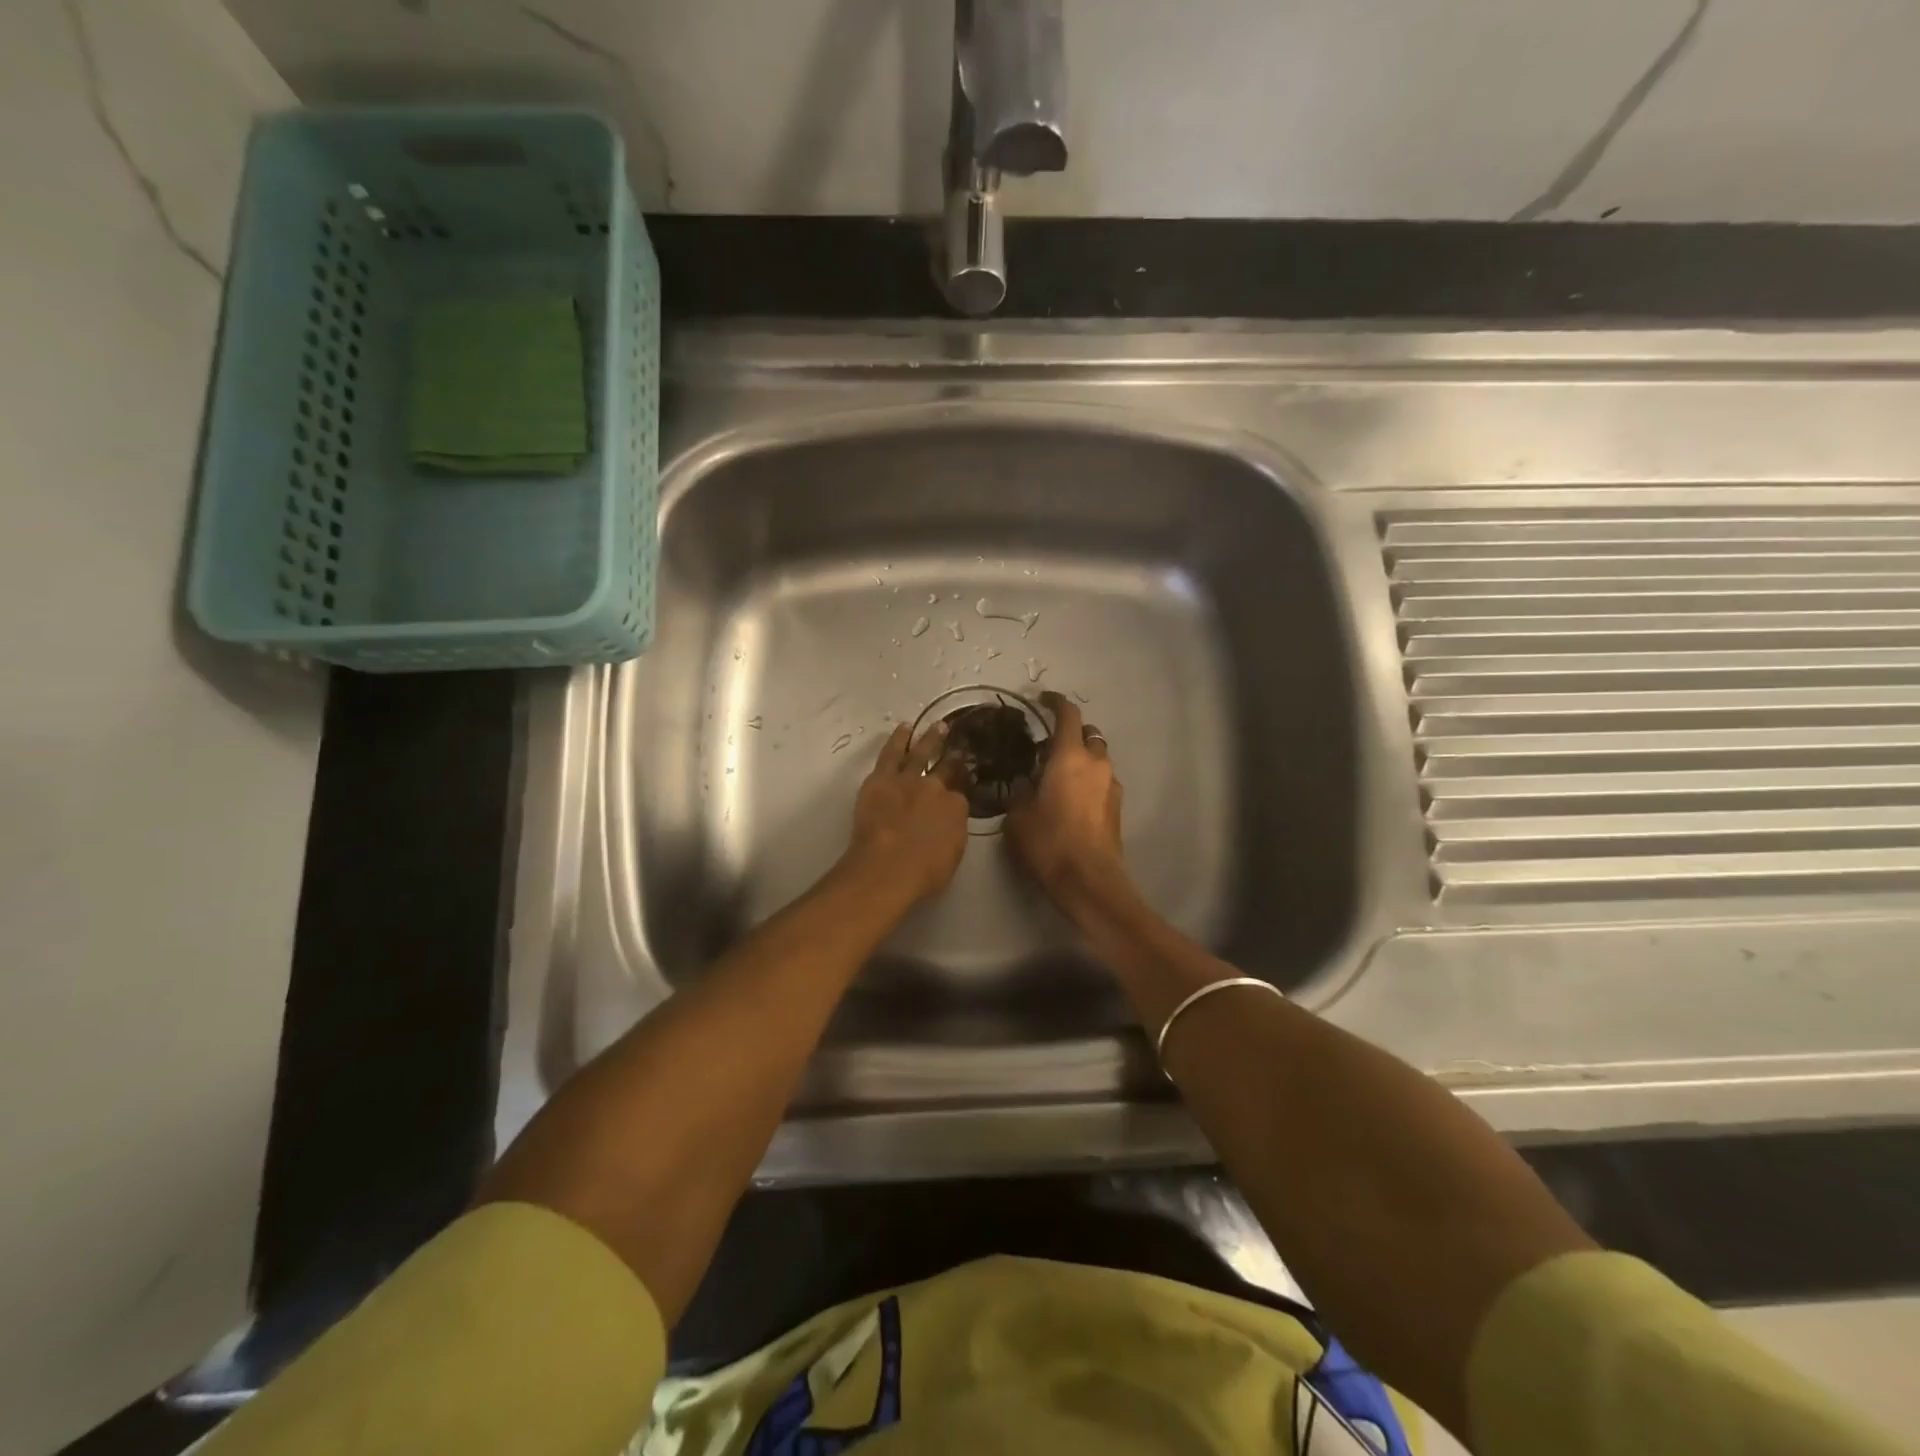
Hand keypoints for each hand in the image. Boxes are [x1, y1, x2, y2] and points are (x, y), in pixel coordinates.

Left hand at [843, 721, 969, 902]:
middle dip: (955, 756)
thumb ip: (953, 831)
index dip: (962, 787)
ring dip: (931, 738)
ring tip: (938, 725)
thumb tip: (950, 821)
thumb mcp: (952, 854)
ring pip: (921, 752)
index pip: (961, 793)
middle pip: (947, 767)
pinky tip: (904, 728)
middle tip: (960, 744)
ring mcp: (908, 779)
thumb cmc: (923, 873)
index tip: (965, 781)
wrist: (887, 868)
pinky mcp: (881, 778)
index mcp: (957, 807)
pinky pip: (891, 753)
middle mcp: (936, 787)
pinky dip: (898, 739)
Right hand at [1006, 692, 1127, 916]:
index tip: (1042, 699)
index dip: (1055, 702)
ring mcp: (1112, 784)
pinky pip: (1102, 781)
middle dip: (1070, 735)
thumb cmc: (1049, 843)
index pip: (1067, 715)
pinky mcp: (1118, 806)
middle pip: (1088, 734)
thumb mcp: (1018, 817)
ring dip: (1081, 760)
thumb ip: (1019, 793)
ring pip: (1097, 759)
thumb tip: (1023, 785)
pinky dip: (1088, 781)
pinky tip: (1071, 801)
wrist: (1090, 880)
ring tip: (1057, 777)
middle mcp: (1096, 763)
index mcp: (1069, 756)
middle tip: (1046, 749)